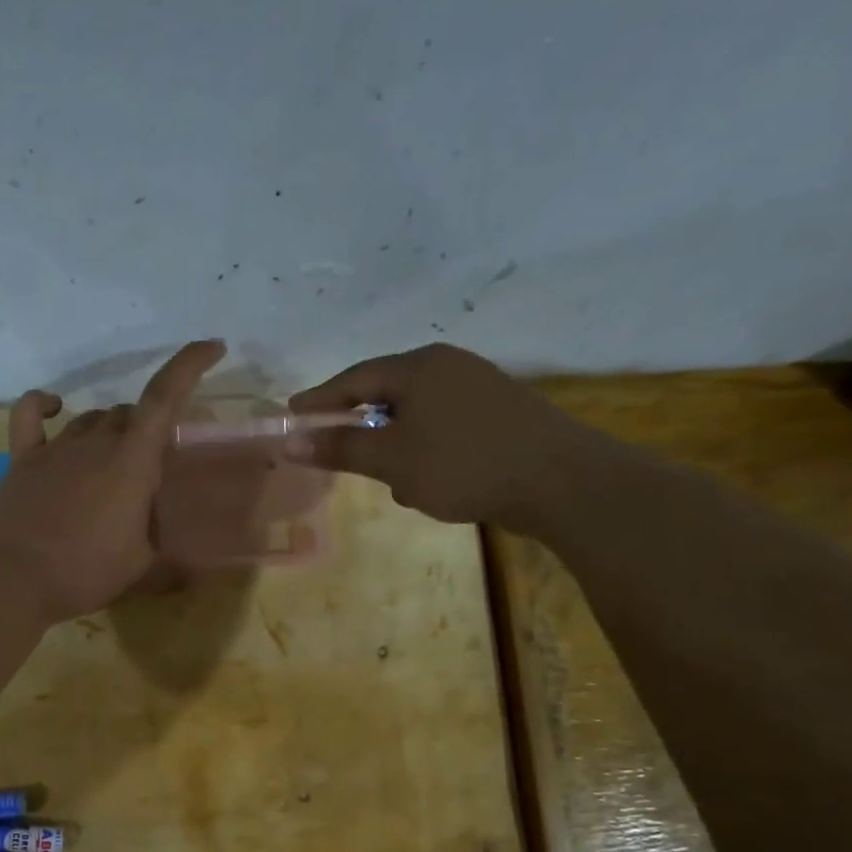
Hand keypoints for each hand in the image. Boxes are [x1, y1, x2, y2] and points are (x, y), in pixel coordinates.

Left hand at [0, 339, 225, 619]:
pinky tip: (53, 407)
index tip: (212, 347)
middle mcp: (96, 441)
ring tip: (112, 463)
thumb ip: (168, 556)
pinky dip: (43, 405)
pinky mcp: (23, 458)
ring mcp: (56, 446)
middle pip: (128, 413)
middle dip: (146, 429)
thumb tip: (193, 567)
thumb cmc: (86, 571)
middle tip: (151, 465)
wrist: (14, 578)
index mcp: (132, 461)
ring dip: (109, 430)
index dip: (189, 365)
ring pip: (91, 418)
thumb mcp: (141, 567)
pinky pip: (30, 415)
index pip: (164, 397)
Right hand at [289, 342, 592, 527]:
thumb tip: (290, 440)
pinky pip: (444, 428)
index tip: (293, 415)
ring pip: (417, 415)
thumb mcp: (392, 459)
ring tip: (393, 482)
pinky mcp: (501, 415)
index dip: (320, 399)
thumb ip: (340, 448)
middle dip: (361, 426)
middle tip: (336, 450)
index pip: (354, 378)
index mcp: (419, 367)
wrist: (562, 481)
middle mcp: (449, 367)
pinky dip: (426, 451)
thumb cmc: (464, 464)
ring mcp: (480, 389)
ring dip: (397, 446)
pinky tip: (431, 485)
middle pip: (387, 393)